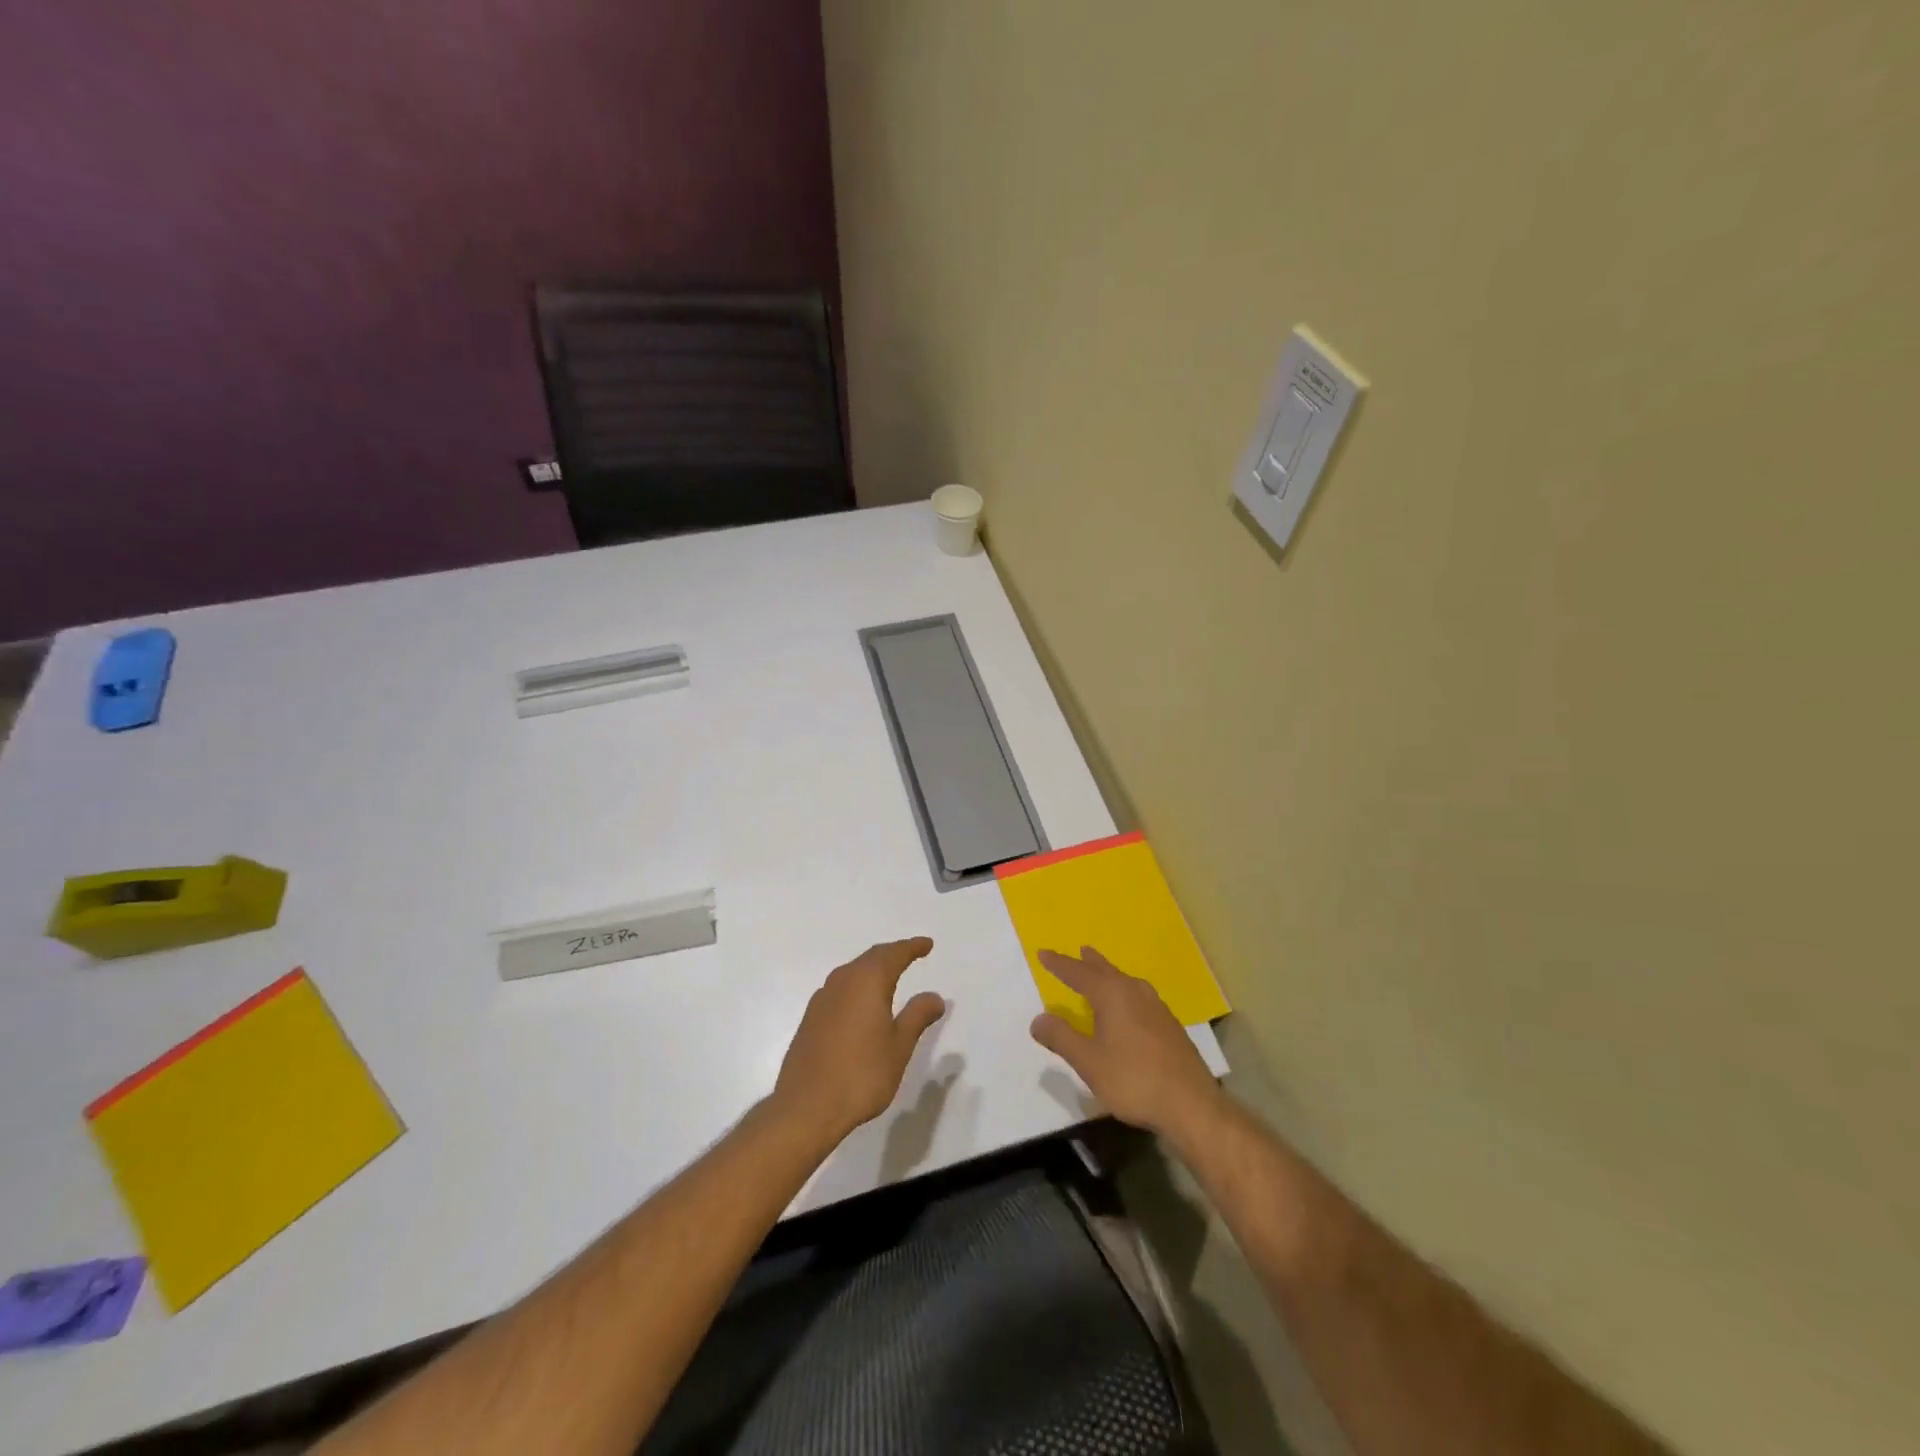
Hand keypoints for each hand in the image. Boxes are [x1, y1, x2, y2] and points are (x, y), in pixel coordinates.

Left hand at [773, 937, 946, 1146]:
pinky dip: (857, 987)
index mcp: (867, 981)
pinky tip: (861, 1004)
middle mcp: (842, 981)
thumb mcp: (899, 1046)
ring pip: (852, 973)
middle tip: (910, 954)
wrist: (806, 1107)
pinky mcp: (810, 1019)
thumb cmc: (861, 1074)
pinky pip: (840, 990)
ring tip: (889, 976)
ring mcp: (822, 999)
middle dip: (892, 954)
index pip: (893, 954)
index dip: (912, 947)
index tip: (927, 944)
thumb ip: (917, 1016)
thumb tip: (934, 996)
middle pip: (871, 958)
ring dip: (872, 970)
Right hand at [1030, 946, 1222, 1137]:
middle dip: (1090, 963)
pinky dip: (1125, 992)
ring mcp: (1157, 1008)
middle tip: (1080, 951)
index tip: (1043, 953)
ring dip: (1110, 975)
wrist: (1191, 1104)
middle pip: (1107, 971)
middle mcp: (1135, 992)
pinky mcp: (1170, 1025)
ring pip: (1126, 982)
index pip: (1079, 973)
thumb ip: (1061, 1038)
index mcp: (1112, 995)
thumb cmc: (1133, 1079)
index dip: (1059, 964)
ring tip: (1102, 973)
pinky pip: (1139, 997)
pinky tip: (1129, 1006)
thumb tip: (1038, 1019)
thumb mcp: (1088, 1062)